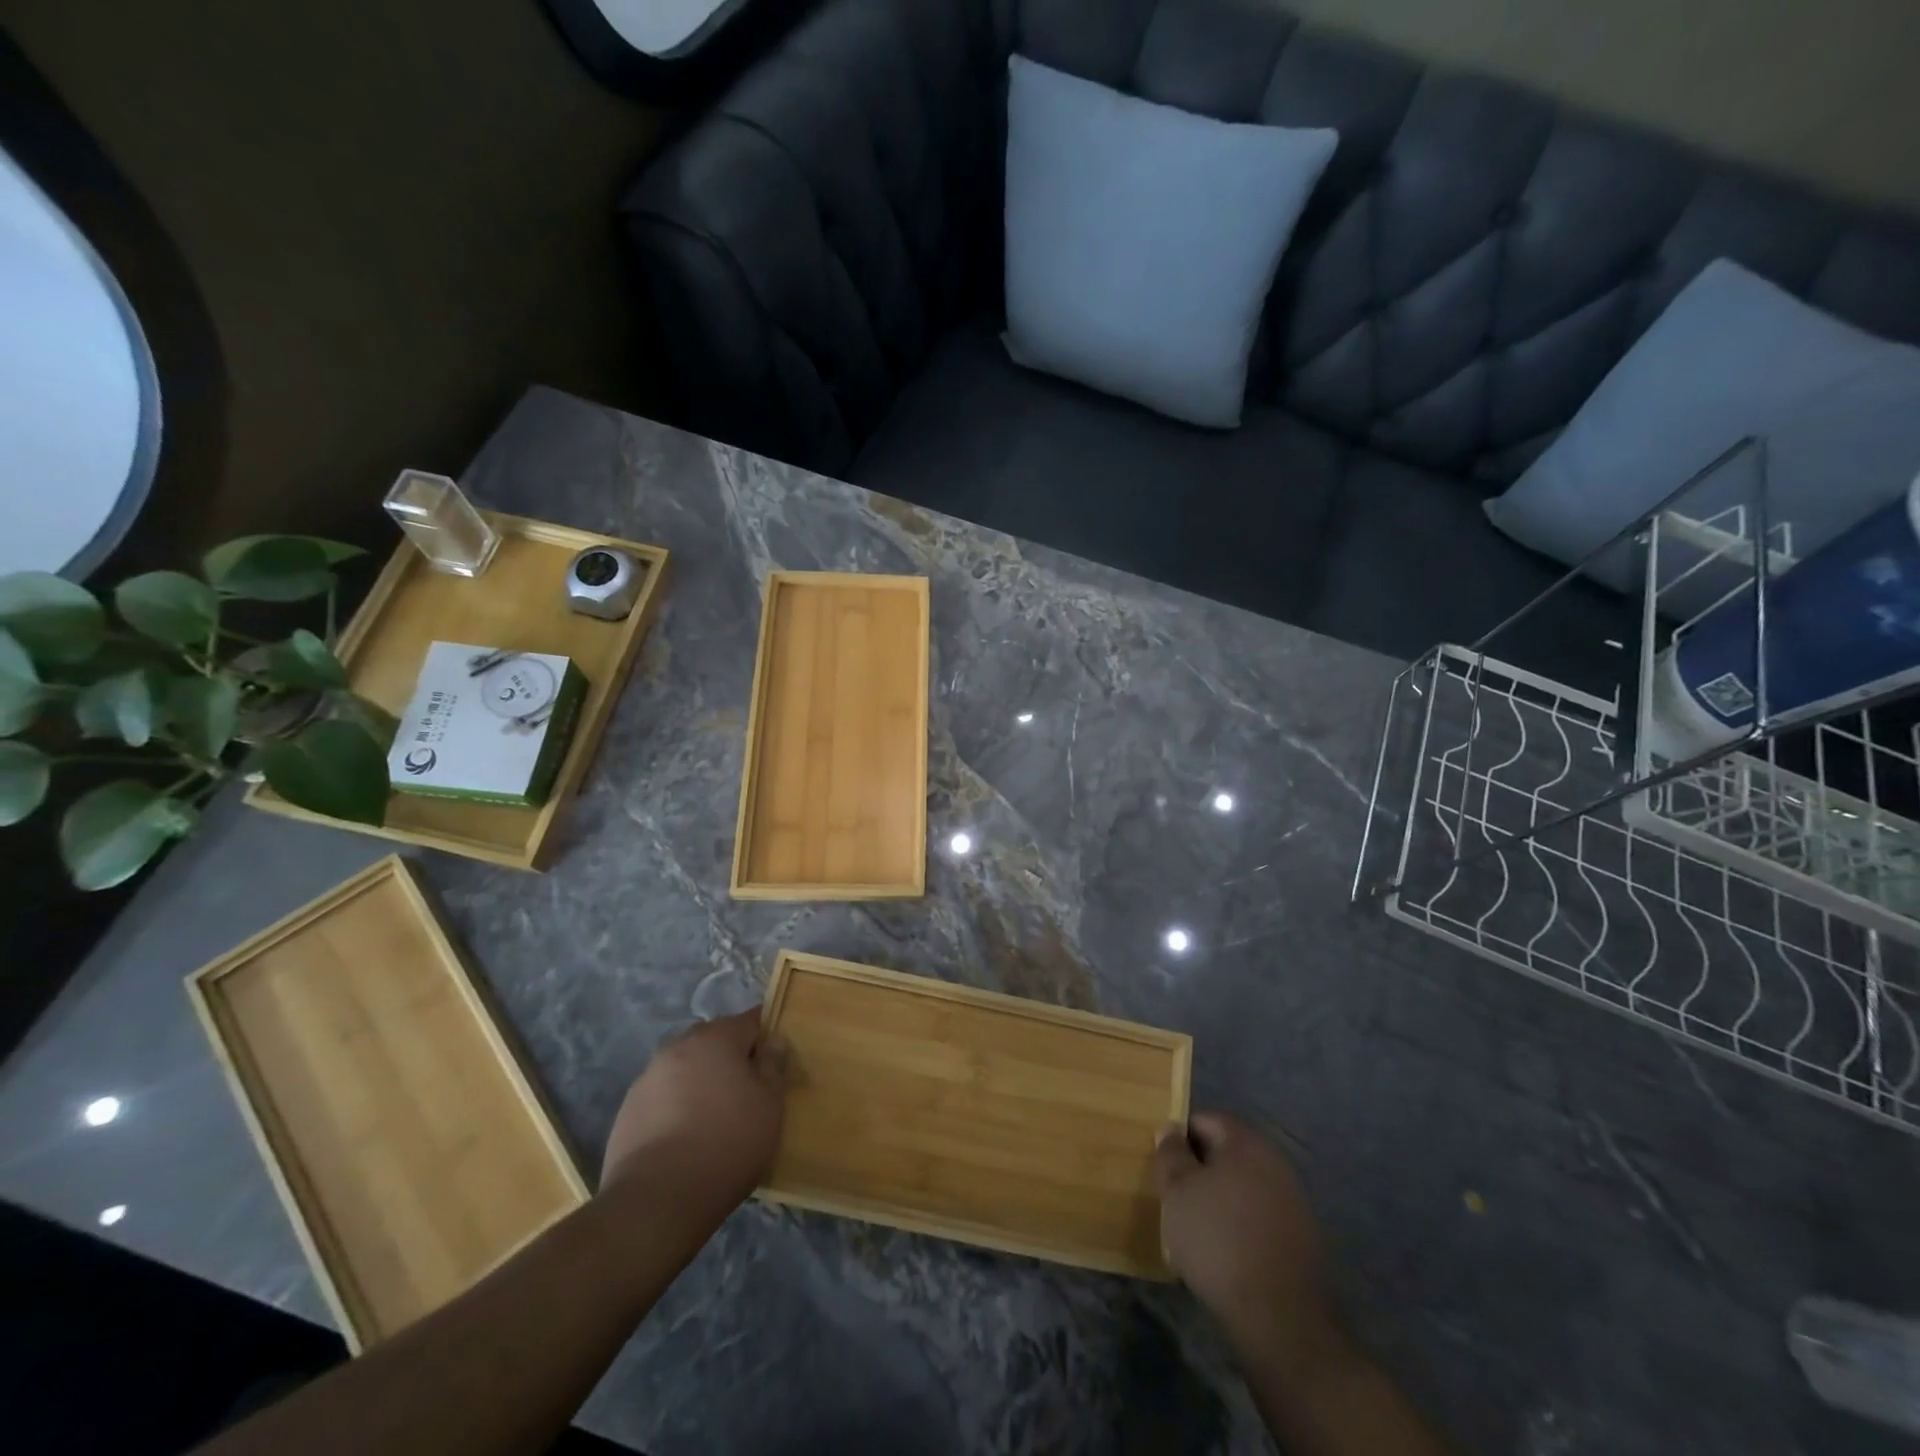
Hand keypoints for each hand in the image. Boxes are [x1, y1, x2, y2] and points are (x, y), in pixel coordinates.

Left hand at [601, 1011, 788, 1226]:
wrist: (657, 1199)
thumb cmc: (727, 1143)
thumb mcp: (769, 1105)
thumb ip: (774, 1065)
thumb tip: (773, 1040)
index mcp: (716, 1038)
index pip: (750, 1020)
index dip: (765, 1037)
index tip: (773, 1063)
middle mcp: (679, 1046)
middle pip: (714, 1040)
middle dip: (730, 1057)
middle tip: (745, 1092)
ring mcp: (648, 1077)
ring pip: (685, 1067)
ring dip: (700, 1081)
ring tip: (712, 1118)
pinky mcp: (628, 1110)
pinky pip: (662, 1096)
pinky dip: (675, 1106)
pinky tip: (684, 1137)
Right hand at [1156, 1112, 1333, 1365]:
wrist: (1280, 1318)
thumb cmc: (1218, 1240)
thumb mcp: (1177, 1191)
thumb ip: (1170, 1154)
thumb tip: (1171, 1130)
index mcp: (1246, 1142)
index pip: (1204, 1120)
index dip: (1178, 1140)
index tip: (1164, 1169)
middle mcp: (1275, 1161)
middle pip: (1226, 1153)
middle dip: (1200, 1170)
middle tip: (1176, 1198)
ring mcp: (1293, 1201)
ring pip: (1244, 1186)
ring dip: (1221, 1199)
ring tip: (1198, 1230)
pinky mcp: (1302, 1238)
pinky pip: (1260, 1216)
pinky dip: (1241, 1225)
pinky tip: (1226, 1252)